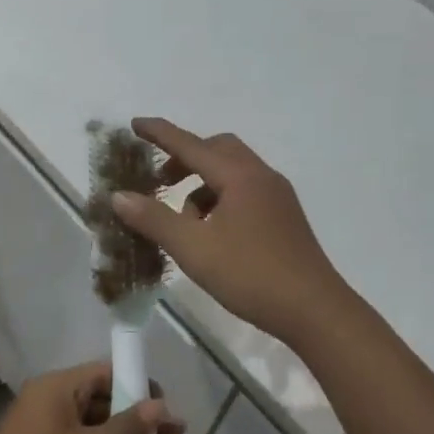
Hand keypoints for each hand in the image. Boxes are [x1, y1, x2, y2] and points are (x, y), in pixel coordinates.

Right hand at [111, 118, 349, 346]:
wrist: (314, 310)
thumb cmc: (250, 275)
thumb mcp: (193, 249)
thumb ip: (154, 219)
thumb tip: (119, 196)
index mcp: (239, 177)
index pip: (191, 145)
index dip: (161, 134)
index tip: (135, 123)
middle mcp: (261, 177)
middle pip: (218, 150)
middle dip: (185, 158)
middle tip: (160, 180)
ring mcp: (278, 197)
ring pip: (233, 172)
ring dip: (203, 183)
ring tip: (184, 218)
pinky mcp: (284, 217)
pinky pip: (246, 191)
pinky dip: (221, 199)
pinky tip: (212, 232)